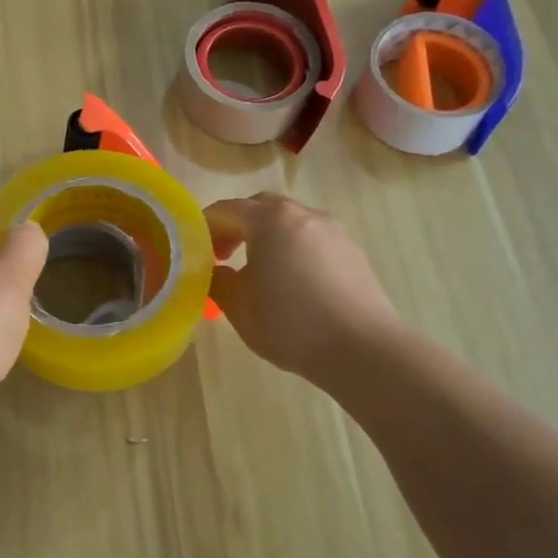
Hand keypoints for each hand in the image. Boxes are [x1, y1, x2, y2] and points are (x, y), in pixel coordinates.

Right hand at [206, 193, 401, 382]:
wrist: (363, 350)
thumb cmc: (290, 324)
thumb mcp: (238, 307)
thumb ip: (218, 281)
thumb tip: (216, 271)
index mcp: (270, 220)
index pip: (225, 210)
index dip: (204, 228)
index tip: (194, 253)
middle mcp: (302, 214)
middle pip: (260, 207)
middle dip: (236, 226)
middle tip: (223, 255)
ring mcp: (333, 230)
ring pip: (289, 222)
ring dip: (267, 236)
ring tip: (258, 271)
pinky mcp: (352, 252)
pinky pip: (312, 239)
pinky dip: (293, 249)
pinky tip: (292, 283)